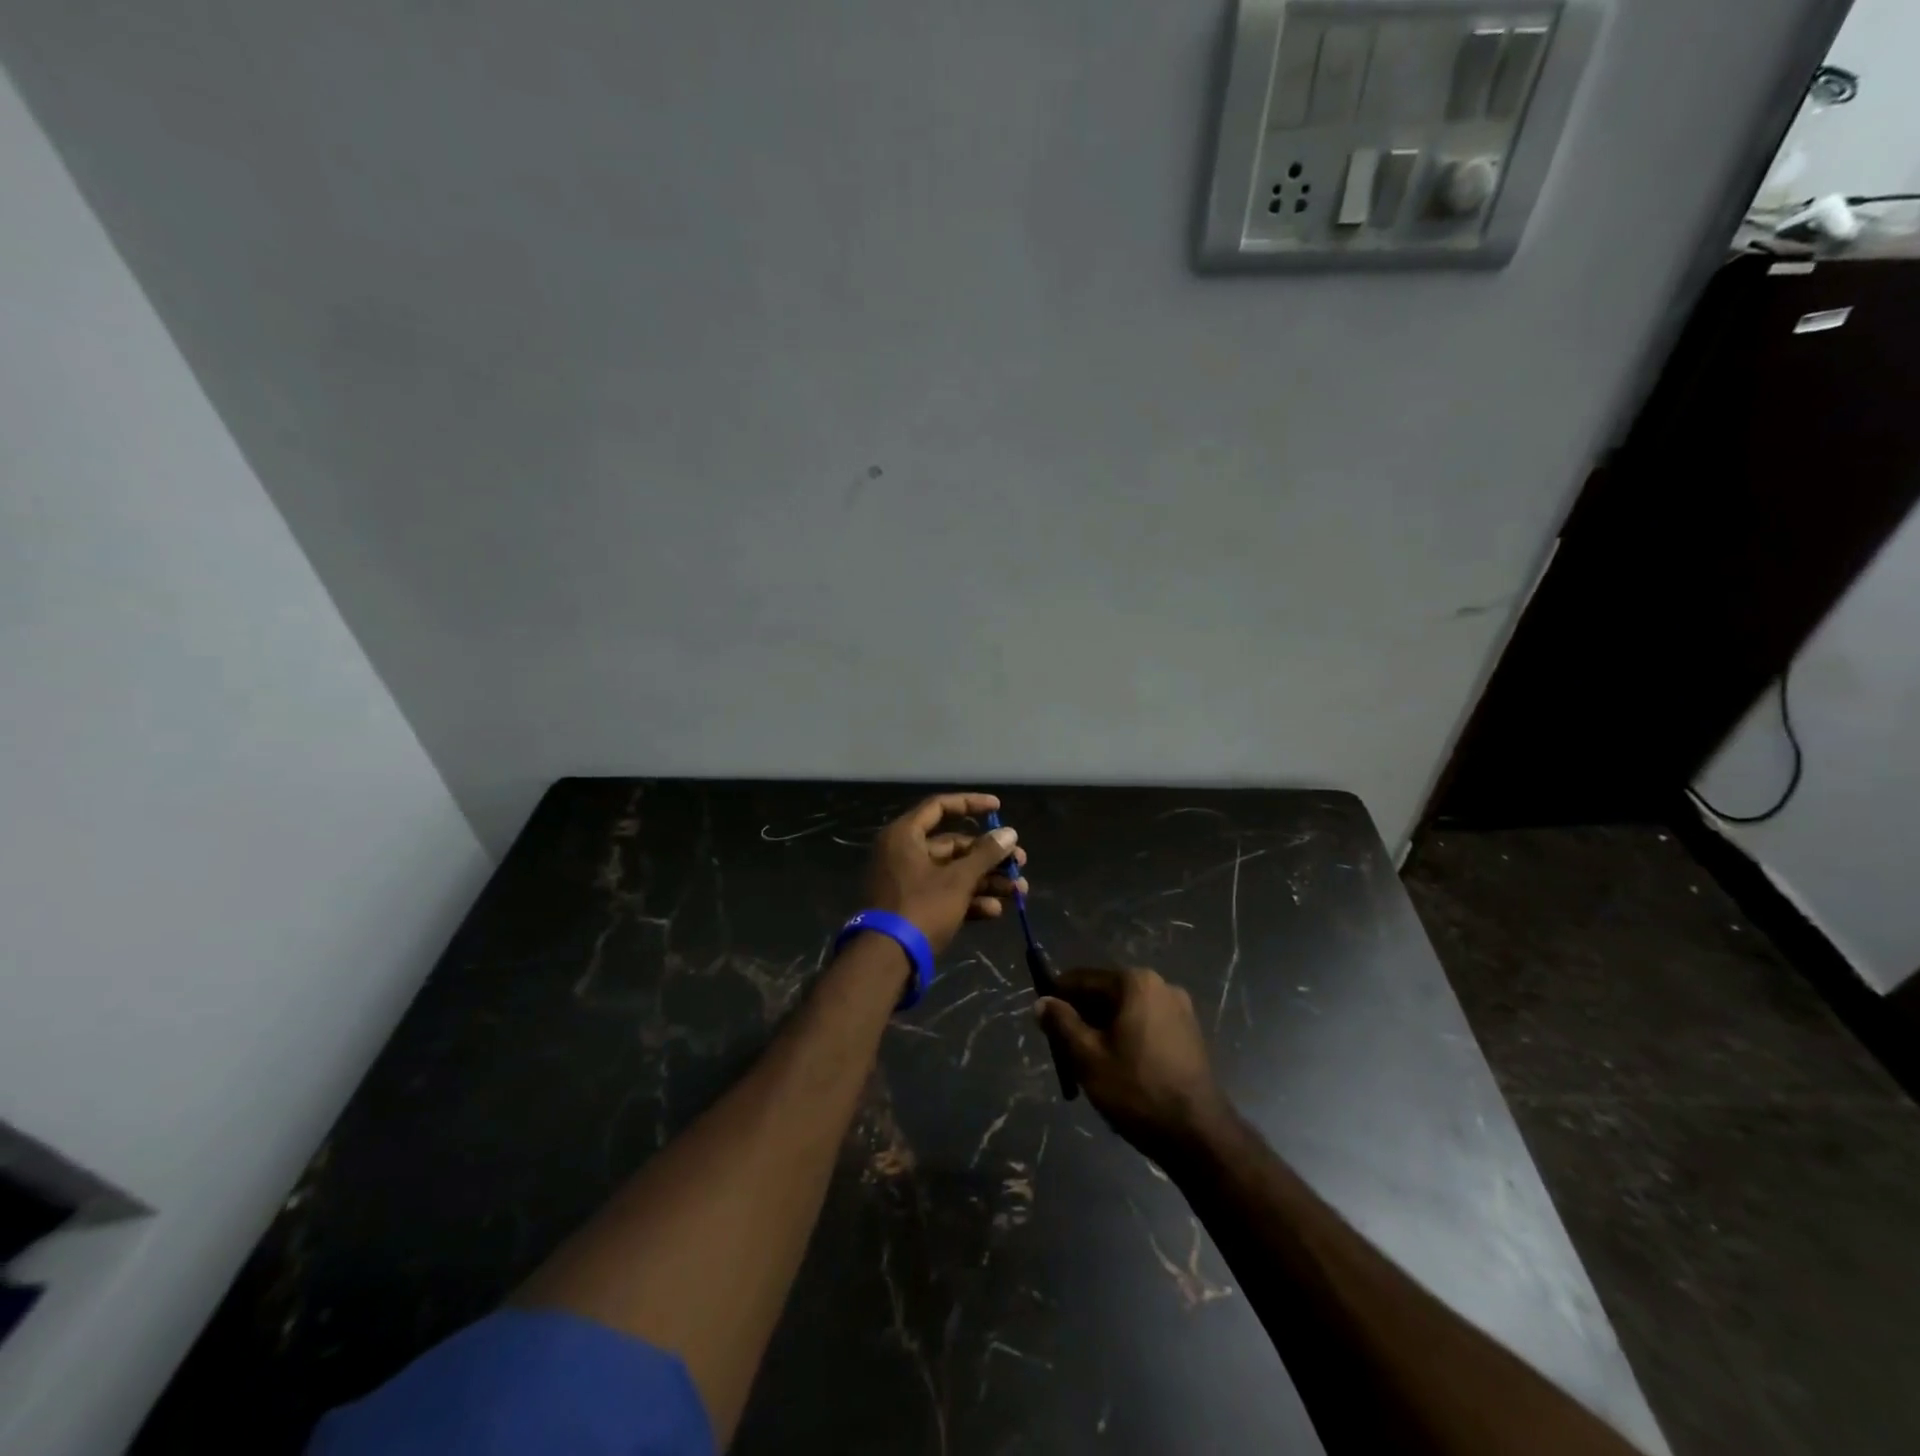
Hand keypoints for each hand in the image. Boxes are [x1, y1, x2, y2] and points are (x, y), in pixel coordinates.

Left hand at [865, 793, 1028, 954]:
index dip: (971, 804)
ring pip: (953, 873)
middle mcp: (903, 853)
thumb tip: (1009, 833)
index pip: (940, 807)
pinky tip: (995, 911)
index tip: (999, 808)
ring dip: (986, 881)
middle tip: (1020, 862)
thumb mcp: (958, 879)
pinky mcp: (912, 907)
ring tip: (1019, 891)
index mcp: (905, 835)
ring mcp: (907, 882)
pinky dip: (969, 900)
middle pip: (953, 845)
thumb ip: (985, 854)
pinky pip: (945, 895)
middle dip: (989, 856)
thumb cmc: (921, 907)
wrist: (887, 959)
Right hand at [1037, 968, 1230, 1161]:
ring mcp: (1180, 1009)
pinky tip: (1119, 1070)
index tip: (1042, 1021)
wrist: (1198, 1135)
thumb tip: (1041, 1001)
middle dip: (1082, 1018)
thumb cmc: (1137, 1090)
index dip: (1058, 998)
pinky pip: (1146, 1026)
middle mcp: (1160, 986)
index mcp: (1135, 983)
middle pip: (1106, 994)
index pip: (1082, 980)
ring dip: (1104, 1031)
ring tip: (1090, 1066)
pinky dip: (1127, 1039)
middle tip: (1064, 1051)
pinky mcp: (1190, 1033)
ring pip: (1125, 1012)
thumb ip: (1061, 1023)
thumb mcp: (1088, 1057)